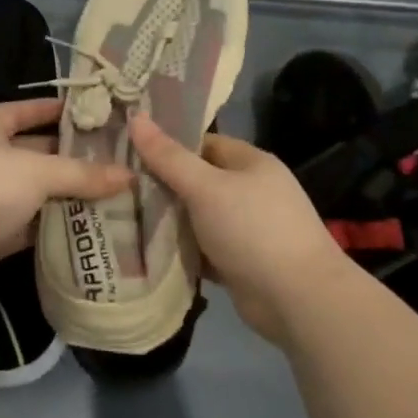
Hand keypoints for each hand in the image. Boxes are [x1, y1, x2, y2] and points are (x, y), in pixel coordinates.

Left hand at [0, 97, 129, 293]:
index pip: (20, 111)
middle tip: (112, 159)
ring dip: (66, 196)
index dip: (47, 109)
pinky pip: (32, 227)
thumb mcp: (38, 171)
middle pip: (34, 154)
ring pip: (36, 194)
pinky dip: (56, 227)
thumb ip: (82, 174)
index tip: (82, 111)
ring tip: (112, 193)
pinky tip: (90, 227)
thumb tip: (129, 176)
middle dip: (68, 157)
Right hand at [127, 113, 344, 346]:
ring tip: (122, 217)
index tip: (128, 151)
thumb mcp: (205, 188)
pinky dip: (181, 250)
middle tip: (118, 187)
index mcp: (251, 163)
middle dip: (162, 186)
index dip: (167, 146)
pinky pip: (203, 249)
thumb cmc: (253, 230)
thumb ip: (168, 157)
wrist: (298, 299)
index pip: (202, 143)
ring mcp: (247, 229)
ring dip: (169, 221)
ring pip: (198, 217)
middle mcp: (251, 191)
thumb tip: (135, 117)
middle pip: (198, 181)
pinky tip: (146, 251)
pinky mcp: (240, 262)